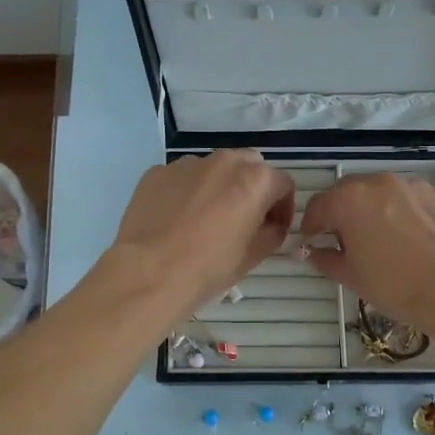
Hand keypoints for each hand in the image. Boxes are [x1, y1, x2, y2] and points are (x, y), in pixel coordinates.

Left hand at [109, 150, 295, 317]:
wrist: (150, 273)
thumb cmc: (209, 266)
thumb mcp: (254, 255)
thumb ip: (272, 232)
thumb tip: (271, 225)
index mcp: (254, 179)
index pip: (283, 183)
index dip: (284, 207)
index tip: (275, 227)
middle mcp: (223, 161)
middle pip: (249, 166)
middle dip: (252, 188)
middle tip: (243, 218)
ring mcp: (187, 164)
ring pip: (213, 169)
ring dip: (218, 187)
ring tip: (206, 218)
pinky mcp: (157, 172)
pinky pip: (182, 178)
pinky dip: (187, 192)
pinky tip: (177, 219)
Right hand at [299, 173, 434, 331]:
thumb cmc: (396, 285)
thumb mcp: (352, 277)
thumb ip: (326, 259)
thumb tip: (315, 252)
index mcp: (349, 200)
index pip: (318, 205)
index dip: (311, 225)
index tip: (313, 241)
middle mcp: (380, 182)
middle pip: (351, 192)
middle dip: (343, 212)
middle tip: (347, 239)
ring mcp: (414, 185)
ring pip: (385, 193)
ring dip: (378, 210)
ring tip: (386, 239)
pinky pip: (415, 200)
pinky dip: (409, 213)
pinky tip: (417, 239)